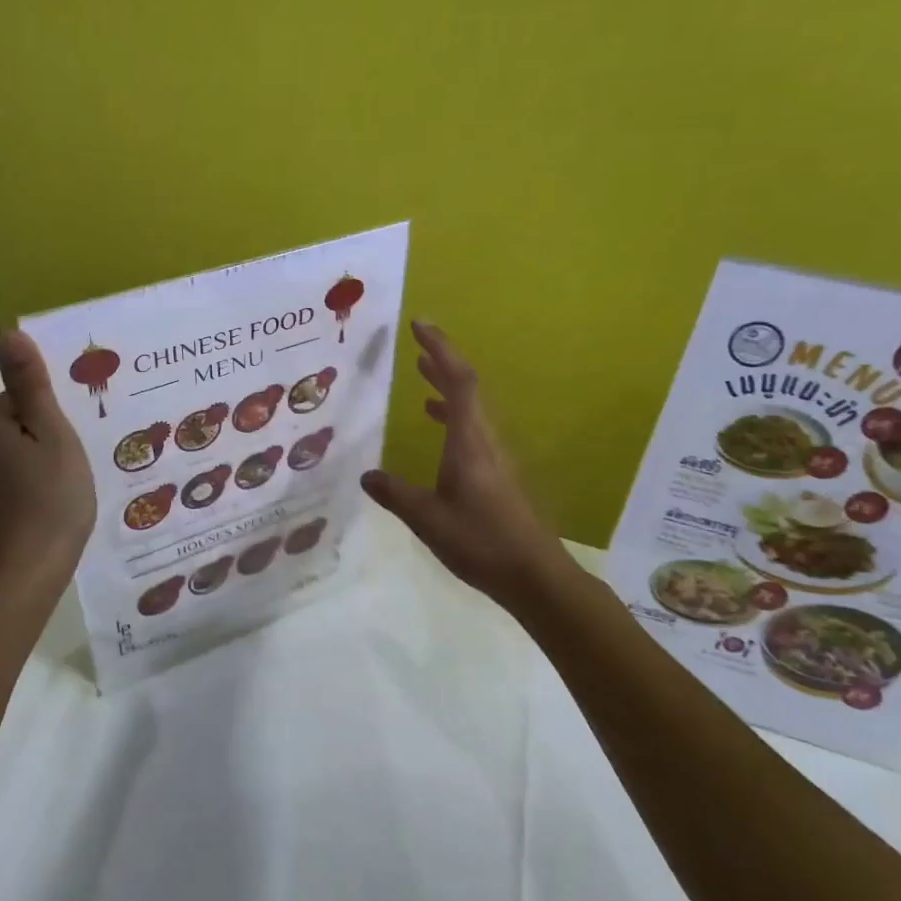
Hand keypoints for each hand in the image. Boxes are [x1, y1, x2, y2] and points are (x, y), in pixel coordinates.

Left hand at [0, 331, 94, 600]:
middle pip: (20, 422)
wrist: (31, 570)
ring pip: (21, 452)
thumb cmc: (50, 496)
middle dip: (50, 431)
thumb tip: (8, 334)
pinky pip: (21, 478)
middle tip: (85, 449)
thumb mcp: (52, 433)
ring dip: (47, 457)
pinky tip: (62, 499)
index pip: (21, 395)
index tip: (78, 426)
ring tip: (79, 475)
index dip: (52, 408)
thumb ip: (31, 385)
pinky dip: (40, 482)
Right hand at [361, 321, 577, 611]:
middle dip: (441, 359)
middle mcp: (486, 440)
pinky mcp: (497, 474)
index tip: (419, 325)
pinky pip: (472, 428)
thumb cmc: (480, 541)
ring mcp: (495, 456)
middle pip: (467, 386)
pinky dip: (452, 414)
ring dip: (446, 385)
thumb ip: (395, 494)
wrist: (534, 576)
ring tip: (421, 372)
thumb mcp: (427, 518)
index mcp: (469, 441)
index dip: (440, 349)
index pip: (458, 380)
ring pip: (471, 407)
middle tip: (416, 341)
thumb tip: (366, 476)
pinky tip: (435, 424)